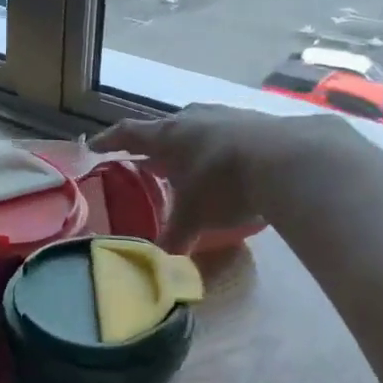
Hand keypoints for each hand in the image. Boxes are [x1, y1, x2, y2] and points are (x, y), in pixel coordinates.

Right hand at [95, 105, 346, 246]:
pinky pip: (227, 132)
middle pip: (164, 128)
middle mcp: (192, 118)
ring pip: (197, 127)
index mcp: (167, 136)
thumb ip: (175, 238)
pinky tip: (230, 163)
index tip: (94, 146)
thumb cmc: (224, 184)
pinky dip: (219, 147)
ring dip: (189, 144)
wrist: (289, 160)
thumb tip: (161, 267)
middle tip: (148, 161)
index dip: (109, 140)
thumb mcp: (195, 217)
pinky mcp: (255, 121)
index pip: (128, 134)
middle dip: (154, 146)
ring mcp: (225, 115)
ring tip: (189, 163)